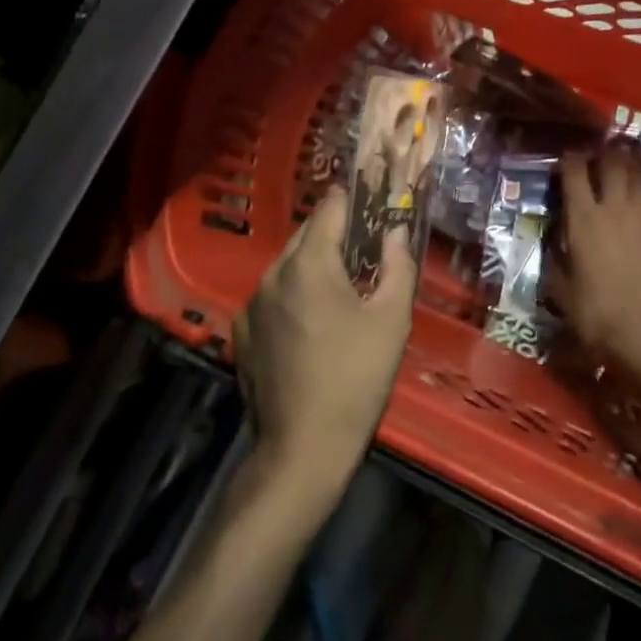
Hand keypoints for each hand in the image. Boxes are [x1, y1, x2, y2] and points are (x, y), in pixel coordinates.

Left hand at [234, 187, 418, 503]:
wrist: (303, 447)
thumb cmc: (357, 377)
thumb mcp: (392, 319)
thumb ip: (397, 265)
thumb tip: (398, 230)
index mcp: (309, 264)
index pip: (330, 209)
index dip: (353, 197)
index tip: (372, 194)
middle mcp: (272, 274)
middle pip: (306, 235)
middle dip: (335, 232)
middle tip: (365, 242)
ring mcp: (251, 304)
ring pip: (287, 266)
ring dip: (314, 263)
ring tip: (343, 282)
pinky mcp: (242, 333)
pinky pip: (272, 296)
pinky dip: (294, 294)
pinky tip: (313, 320)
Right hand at [554, 145, 640, 383]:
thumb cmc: (599, 316)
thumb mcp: (561, 291)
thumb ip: (555, 260)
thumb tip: (554, 242)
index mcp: (584, 219)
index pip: (574, 171)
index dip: (569, 159)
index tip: (566, 159)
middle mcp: (616, 206)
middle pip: (612, 161)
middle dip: (602, 152)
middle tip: (597, 156)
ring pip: (640, 171)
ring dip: (629, 162)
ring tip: (623, 162)